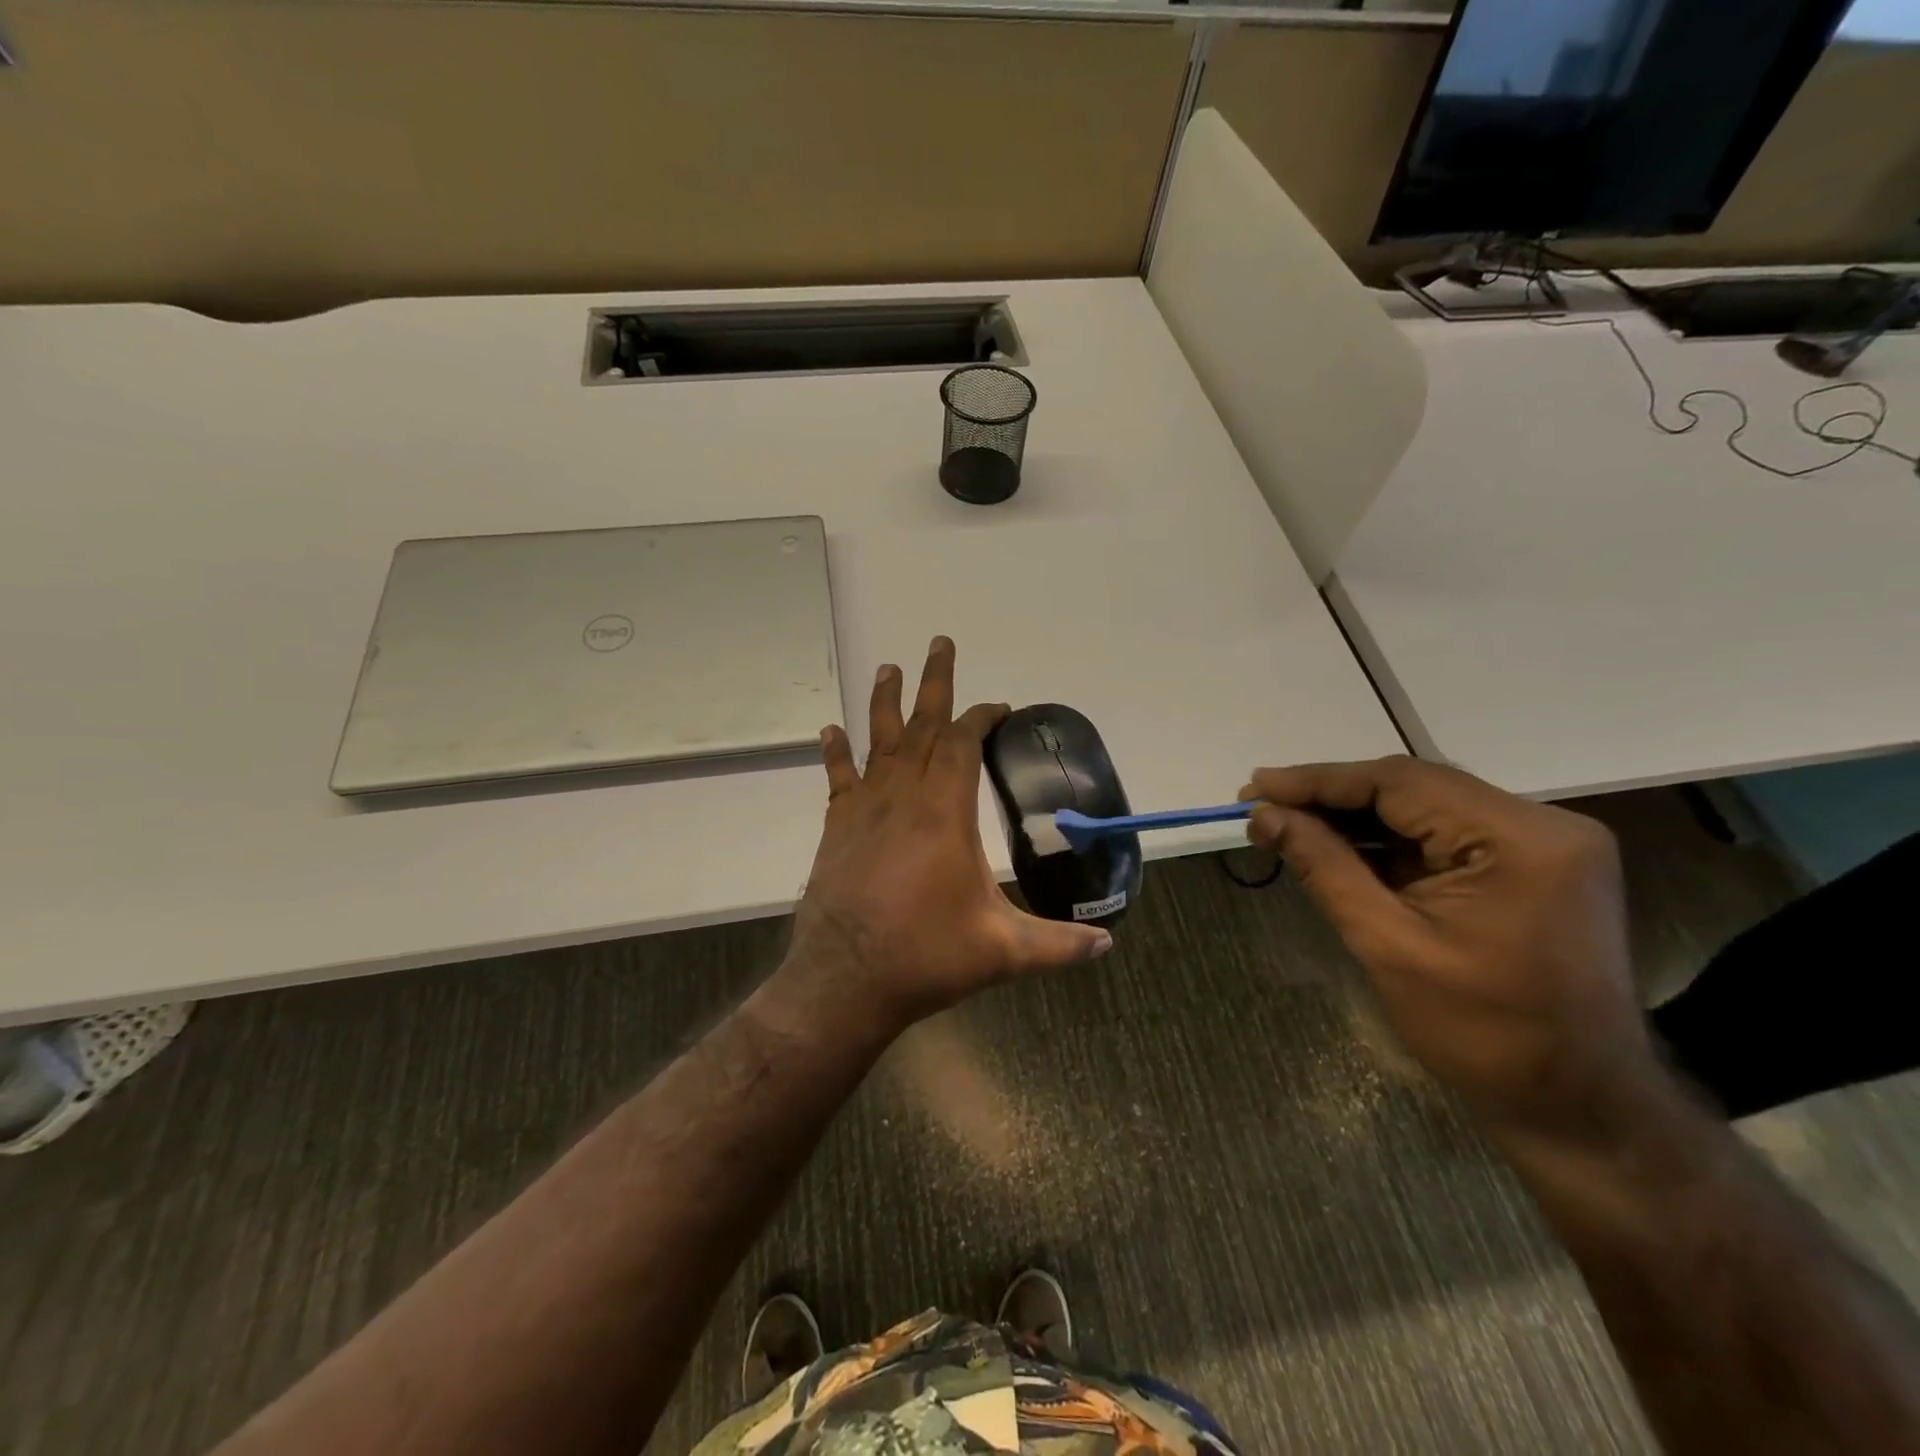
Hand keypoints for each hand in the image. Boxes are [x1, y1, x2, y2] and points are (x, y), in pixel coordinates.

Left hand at [787, 638, 1112, 1031]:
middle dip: (935, 683)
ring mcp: (866, 810)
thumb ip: (1057, 945)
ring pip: (878, 742)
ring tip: (889, 667)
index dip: (981, 718)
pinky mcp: (838, 828)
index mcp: (945, 813)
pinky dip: (836, 752)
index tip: (998, 706)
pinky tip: (830, 730)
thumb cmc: (926, 956)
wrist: (845, 980)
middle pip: (921, 726)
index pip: (963, 745)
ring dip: (885, 702)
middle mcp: (904, 798)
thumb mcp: (1003, 952)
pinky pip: (838, 778)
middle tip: (940, 643)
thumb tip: (1107, 945)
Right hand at [1241, 756, 1660, 1141]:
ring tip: (1286, 822)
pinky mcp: (1531, 866)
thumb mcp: (1388, 945)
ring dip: (1354, 817)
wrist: (1579, 1107)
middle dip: (1331, 796)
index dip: (1318, 780)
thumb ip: (1325, 867)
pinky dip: (1386, 840)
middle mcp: (1542, 824)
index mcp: (1520, 839)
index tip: (1255, 788)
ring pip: (1424, 808)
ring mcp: (1542, 844)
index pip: (1400, 781)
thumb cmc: (1484, 1034)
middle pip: (1413, 787)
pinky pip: (1443, 835)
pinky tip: (1336, 846)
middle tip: (1261, 804)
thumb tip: (1264, 816)